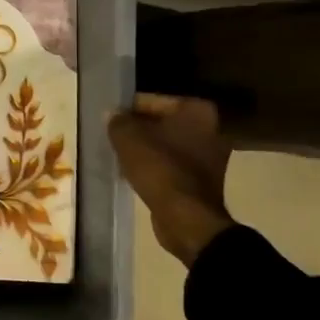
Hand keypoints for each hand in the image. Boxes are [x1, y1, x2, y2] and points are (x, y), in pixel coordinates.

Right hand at [105, 93, 234, 266]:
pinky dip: (155, 167)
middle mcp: (210, 129)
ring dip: (145, 149)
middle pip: (161, 123)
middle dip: (138, 130)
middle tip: (113, 137)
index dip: (127, 109)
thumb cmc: (159, 168)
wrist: (186, 218)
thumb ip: (117, 121)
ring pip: (166, 145)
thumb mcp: (127, 138)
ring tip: (119, 156)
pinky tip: (134, 173)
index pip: (152, 101)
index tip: (109, 120)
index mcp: (196, 111)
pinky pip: (172, 165)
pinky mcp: (203, 180)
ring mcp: (210, 156)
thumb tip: (112, 114)